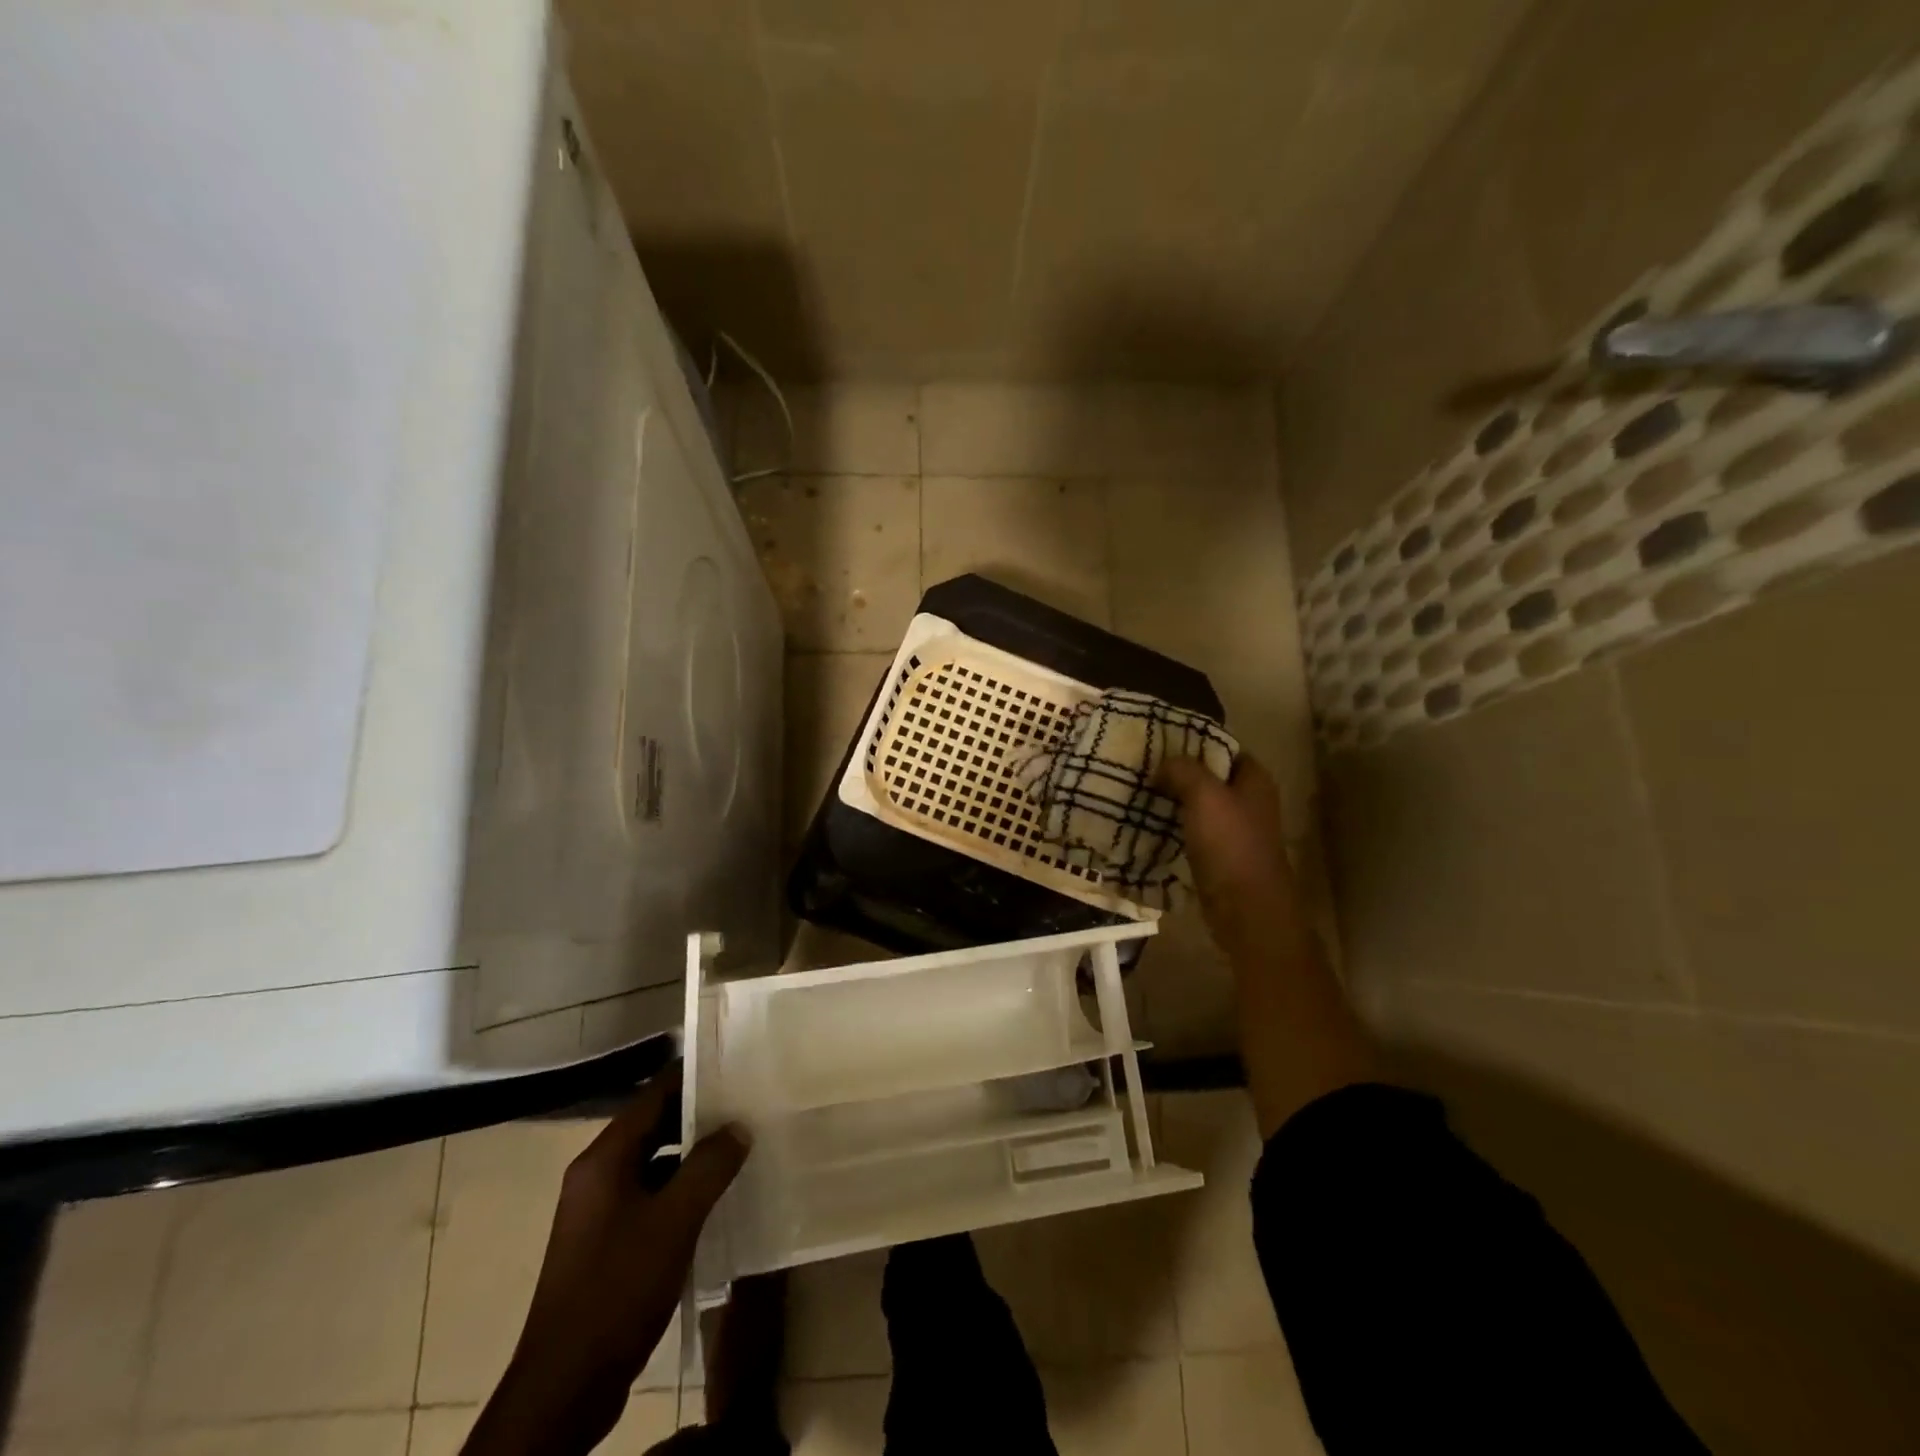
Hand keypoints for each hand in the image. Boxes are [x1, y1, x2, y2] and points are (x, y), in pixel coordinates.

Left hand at [463, 1064, 748, 1455]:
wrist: (565, 1387)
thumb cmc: (618, 1289)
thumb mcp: (675, 1222)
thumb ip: (710, 1166)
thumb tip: (739, 1126)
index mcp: (604, 1159)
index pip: (653, 1094)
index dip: (694, 1076)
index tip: (735, 1064)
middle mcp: (596, 1175)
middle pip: (653, 1126)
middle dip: (699, 1115)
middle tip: (748, 1104)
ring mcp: (598, 1211)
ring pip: (653, 1163)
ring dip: (692, 1154)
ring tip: (741, 1146)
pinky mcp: (606, 1242)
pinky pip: (650, 1195)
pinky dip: (681, 1188)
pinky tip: (716, 1198)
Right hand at [1159, 753, 1301, 957]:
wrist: (1245, 909)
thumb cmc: (1230, 844)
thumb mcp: (1204, 795)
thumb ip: (1183, 770)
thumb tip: (1163, 764)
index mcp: (1255, 780)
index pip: (1224, 748)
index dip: (1195, 742)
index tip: (1160, 742)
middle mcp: (1249, 801)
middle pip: (1210, 777)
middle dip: (1179, 773)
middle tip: (1143, 767)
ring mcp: (1236, 831)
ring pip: (1199, 806)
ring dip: (1173, 800)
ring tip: (1139, 793)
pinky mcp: (1221, 856)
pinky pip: (1193, 832)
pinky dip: (1174, 827)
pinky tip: (1148, 825)